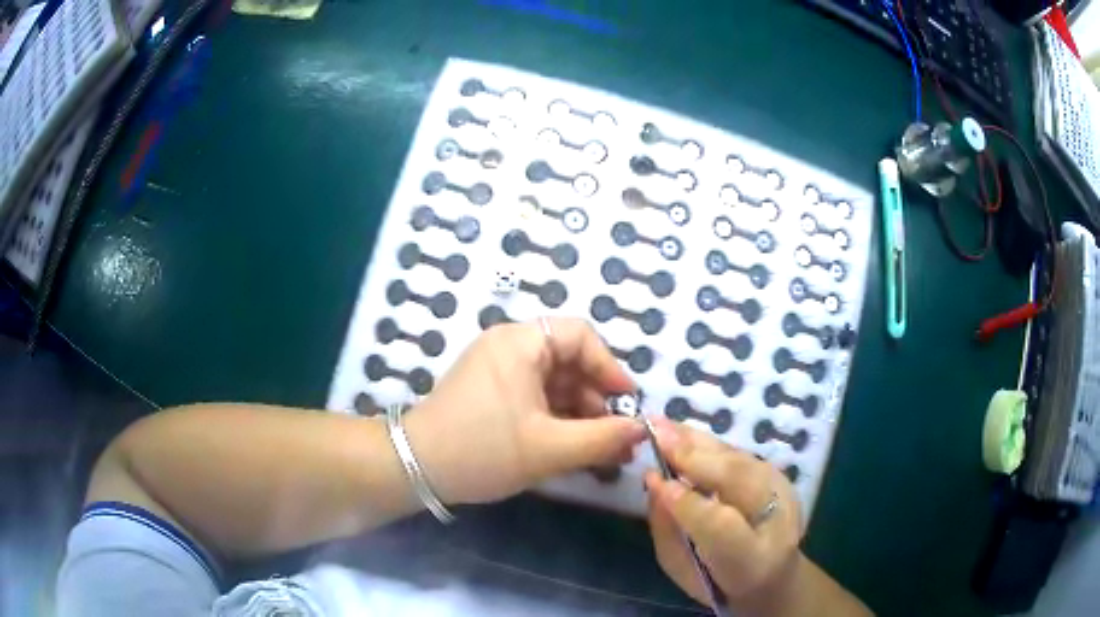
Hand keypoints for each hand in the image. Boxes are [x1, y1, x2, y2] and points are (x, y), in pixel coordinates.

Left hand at [406, 318, 648, 504]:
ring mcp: (495, 369)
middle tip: (614, 436)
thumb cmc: (483, 450)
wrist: (416, 468)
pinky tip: (569, 447)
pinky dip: (555, 417)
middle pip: (568, 359)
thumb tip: (641, 429)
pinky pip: (533, 395)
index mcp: (520, 343)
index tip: (626, 403)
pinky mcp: (488, 391)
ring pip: (552, 381)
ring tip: (597, 449)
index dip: (610, 367)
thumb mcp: (550, 448)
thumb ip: (603, 438)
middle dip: (596, 397)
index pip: (580, 335)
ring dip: (578, 412)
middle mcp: (507, 346)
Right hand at [645, 419, 802, 614]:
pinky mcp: (780, 476)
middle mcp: (776, 521)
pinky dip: (710, 444)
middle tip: (655, 432)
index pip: (722, 526)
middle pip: (737, 481)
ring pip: (739, 460)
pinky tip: (684, 433)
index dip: (689, 502)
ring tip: (663, 423)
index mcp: (752, 561)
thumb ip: (668, 532)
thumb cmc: (719, 580)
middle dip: (694, 457)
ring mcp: (783, 494)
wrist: (775, 577)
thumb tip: (654, 484)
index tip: (654, 478)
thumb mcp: (683, 571)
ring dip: (700, 441)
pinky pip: (740, 455)